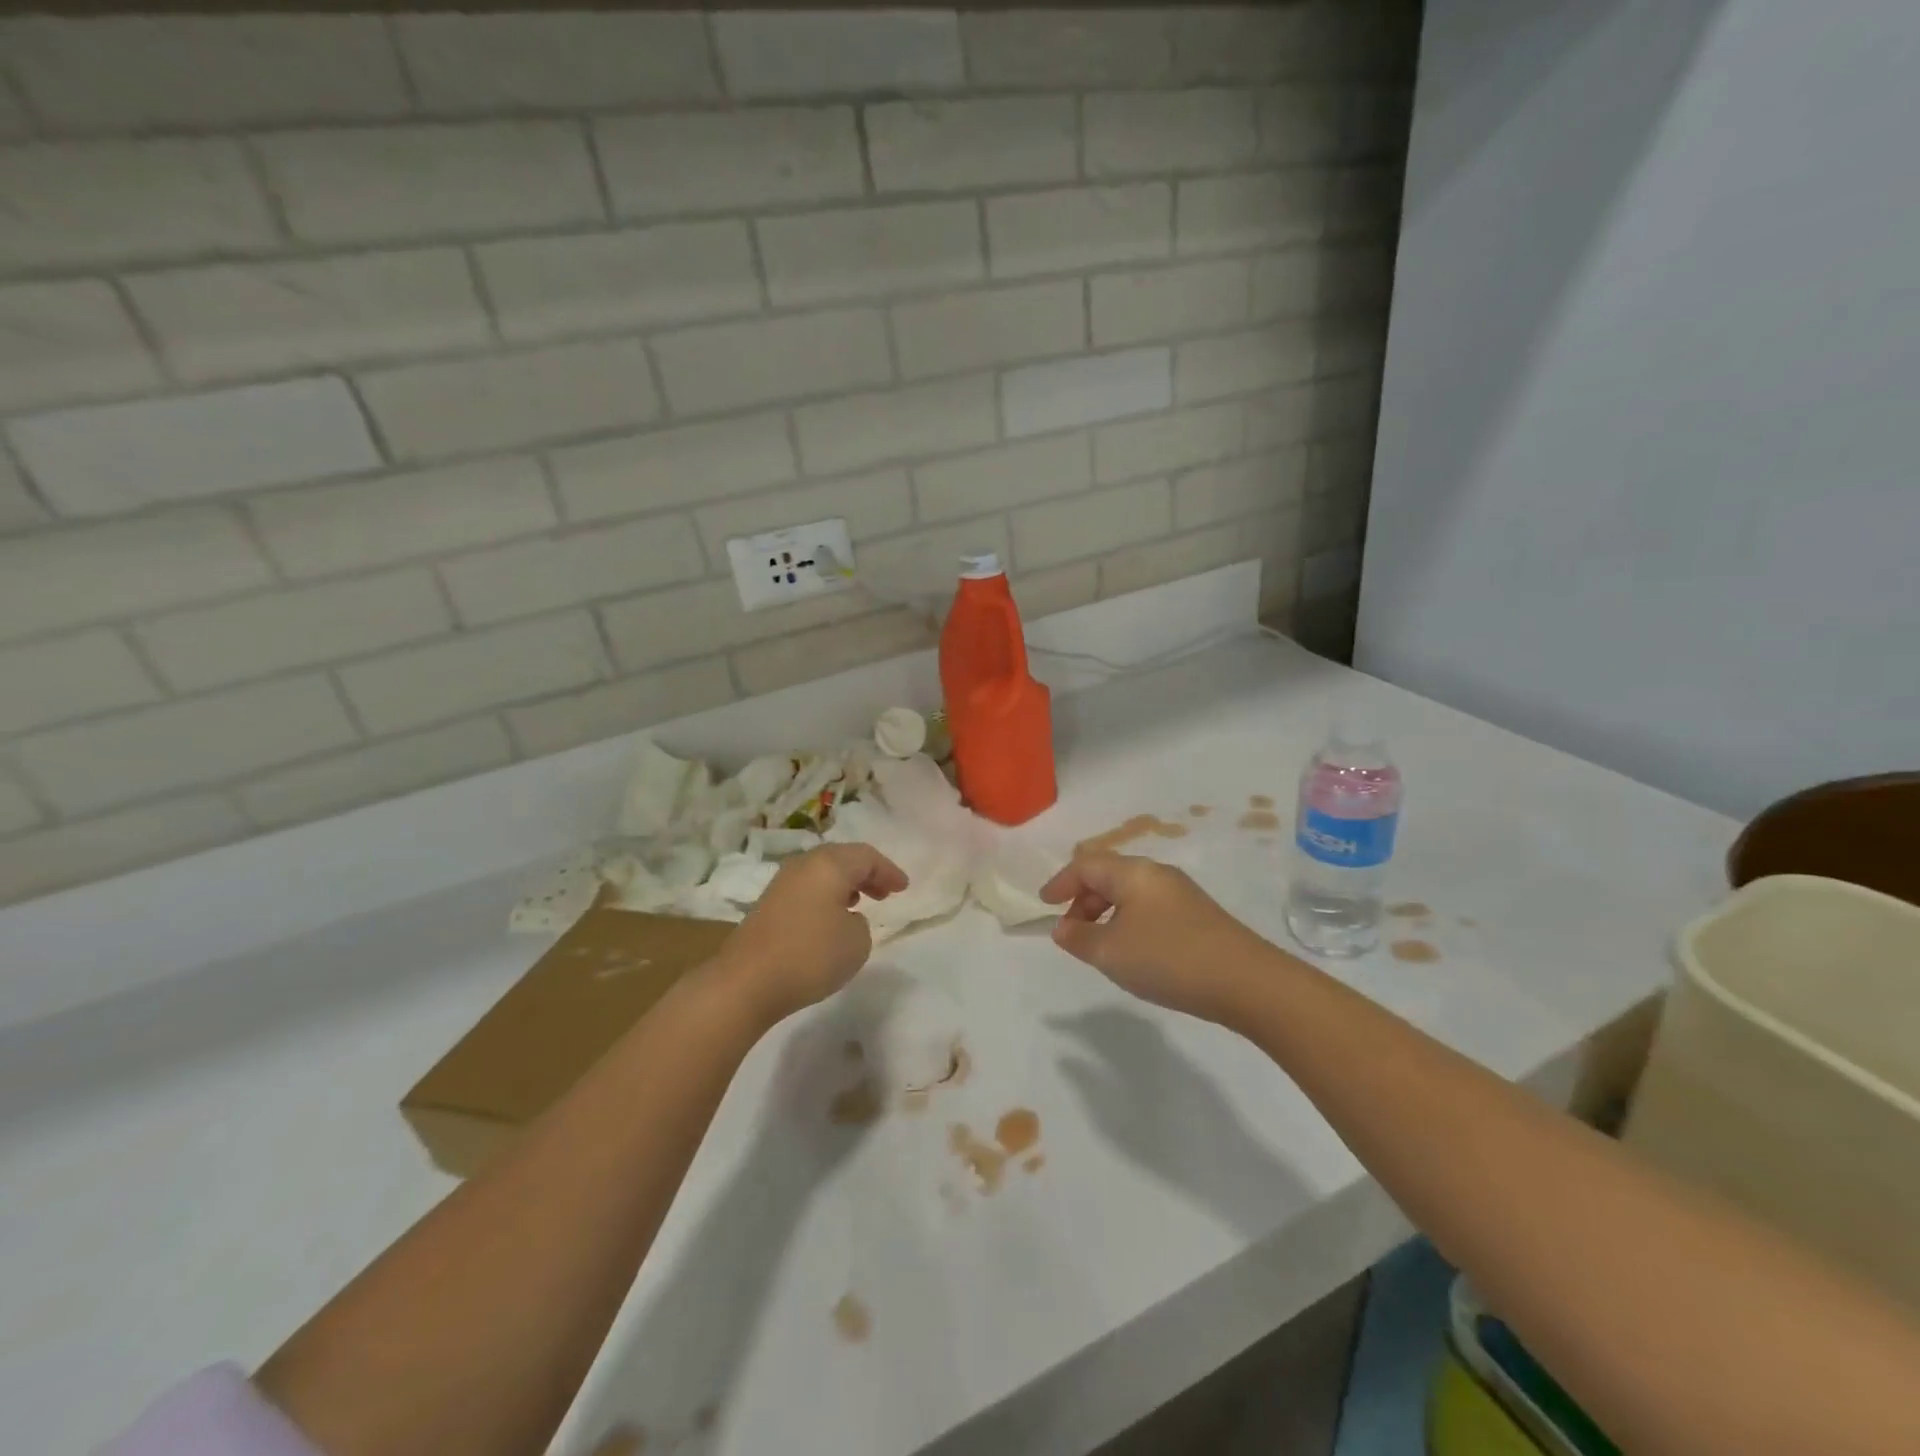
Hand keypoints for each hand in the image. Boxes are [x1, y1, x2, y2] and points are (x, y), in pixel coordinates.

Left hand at [718, 844, 908, 1023]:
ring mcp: (781, 884)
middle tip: (884, 892)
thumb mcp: (857, 941)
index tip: (904, 888)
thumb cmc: (810, 955)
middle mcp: (804, 865)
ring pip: (822, 874)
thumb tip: (845, 918)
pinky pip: (807, 890)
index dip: (889, 870)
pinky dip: (825, 898)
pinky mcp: (767, 906)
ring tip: (860, 904)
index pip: (866, 856)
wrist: (747, 982)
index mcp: (829, 864)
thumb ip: (861, 923)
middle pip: (842, 859)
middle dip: (866, 874)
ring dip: (844, 885)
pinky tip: (830, 920)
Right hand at [1040, 852, 1265, 1021]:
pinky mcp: (1198, 916)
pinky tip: (1133, 951)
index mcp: (1133, 872)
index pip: (1086, 865)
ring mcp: (1182, 894)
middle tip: (1070, 930)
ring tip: (1099, 944)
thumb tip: (1062, 928)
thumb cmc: (1169, 958)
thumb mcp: (1111, 952)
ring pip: (1130, 893)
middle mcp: (1157, 874)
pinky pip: (1149, 908)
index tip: (1044, 904)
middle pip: (1109, 875)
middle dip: (1083, 899)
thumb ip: (1079, 938)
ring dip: (1106, 912)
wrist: (1247, 982)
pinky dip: (1128, 921)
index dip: (1060, 882)